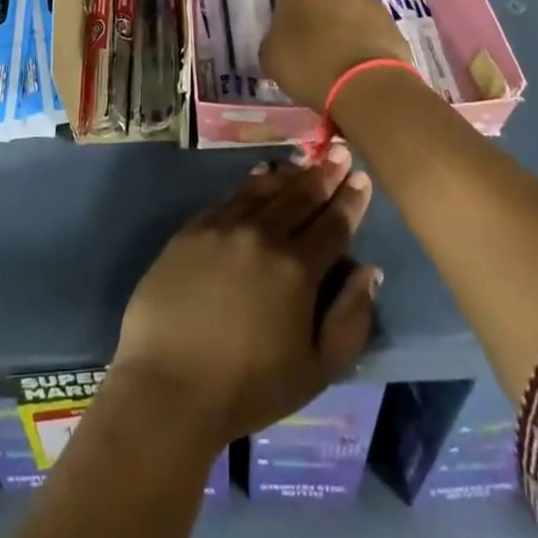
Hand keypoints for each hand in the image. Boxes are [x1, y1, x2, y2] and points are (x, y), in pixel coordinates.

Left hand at [110, 147, 382, 448]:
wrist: (168, 385)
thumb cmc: (248, 388)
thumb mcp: (317, 370)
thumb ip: (350, 318)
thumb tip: (369, 271)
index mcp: (297, 269)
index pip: (332, 224)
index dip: (350, 200)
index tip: (361, 176)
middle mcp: (262, 235)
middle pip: (300, 196)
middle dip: (323, 173)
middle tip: (338, 150)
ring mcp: (223, 227)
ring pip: (264, 190)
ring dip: (289, 173)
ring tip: (305, 159)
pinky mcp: (192, 229)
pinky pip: (229, 197)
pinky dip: (250, 183)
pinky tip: (259, 176)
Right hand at [259, 0, 413, 111]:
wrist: (366, 87)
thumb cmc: (307, 63)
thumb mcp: (272, 54)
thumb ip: (277, 35)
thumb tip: (285, 36)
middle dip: (319, 1)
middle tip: (310, 32)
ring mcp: (368, 1)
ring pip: (349, 5)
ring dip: (343, 21)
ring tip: (336, 55)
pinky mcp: (392, 24)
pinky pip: (370, 27)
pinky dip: (363, 40)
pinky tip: (356, 65)